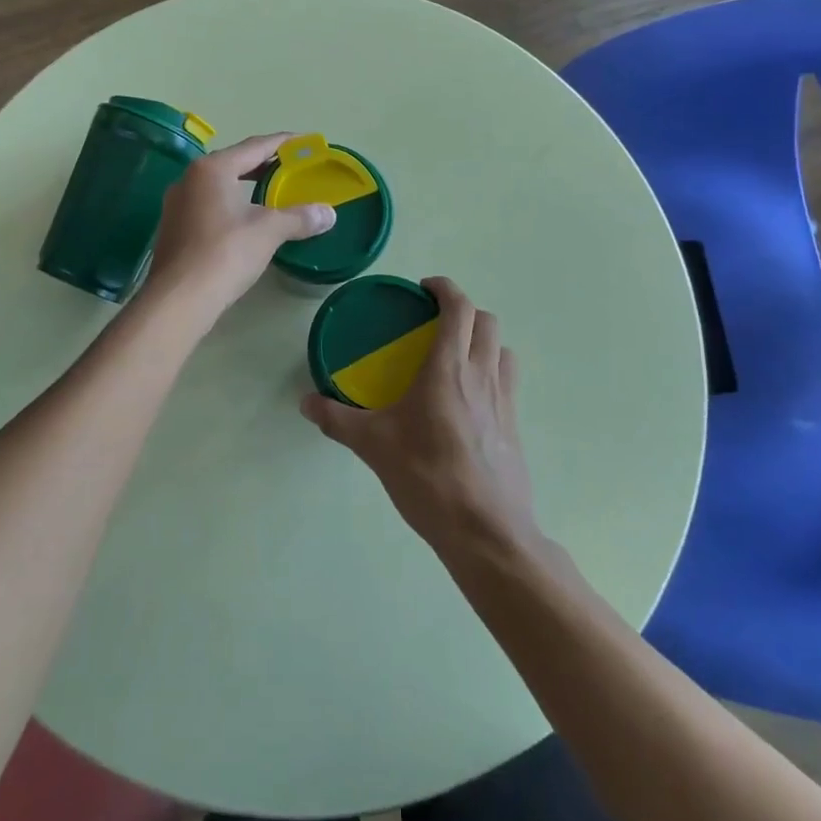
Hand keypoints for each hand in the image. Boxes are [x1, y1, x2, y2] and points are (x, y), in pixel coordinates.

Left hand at [145, 133, 335, 315]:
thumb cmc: (225, 253)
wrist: (178, 299)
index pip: (255, 146)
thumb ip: (299, 217)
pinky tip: (246, 222)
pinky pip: (209, 206)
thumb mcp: (268, 231)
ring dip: (246, 186)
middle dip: (264, 165)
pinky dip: (231, 206)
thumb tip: (329, 213)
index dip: (284, 143)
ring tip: (272, 195)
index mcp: (212, 169)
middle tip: (292, 169)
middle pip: (234, 163)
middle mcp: (190, 178)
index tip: (305, 142)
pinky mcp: (173, 229)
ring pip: (219, 186)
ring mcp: (177, 204)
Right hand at [301, 277, 538, 556]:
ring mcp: (504, 400)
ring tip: (454, 355)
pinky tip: (467, 399)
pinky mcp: (514, 425)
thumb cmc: (428, 477)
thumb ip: (338, 419)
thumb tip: (306, 402)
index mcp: (449, 368)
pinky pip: (507, 380)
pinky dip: (490, 370)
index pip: (459, 308)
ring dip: (481, 339)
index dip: (445, 288)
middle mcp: (482, 374)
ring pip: (501, 348)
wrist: (486, 532)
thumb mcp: (374, 446)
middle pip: (486, 320)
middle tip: (434, 322)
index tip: (424, 289)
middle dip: (463, 311)